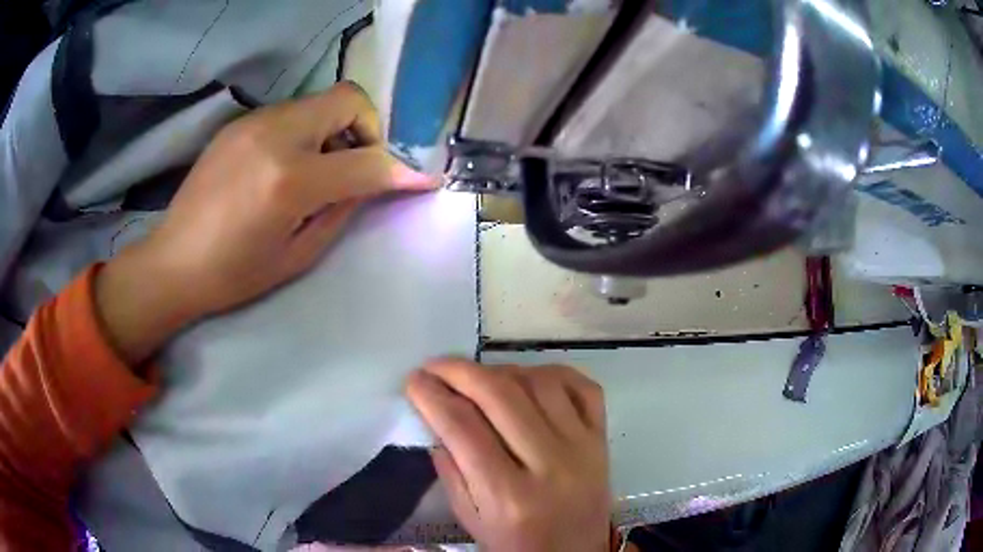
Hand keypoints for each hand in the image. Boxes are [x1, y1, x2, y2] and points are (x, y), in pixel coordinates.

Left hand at [95, 82, 435, 365]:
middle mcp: (274, 135)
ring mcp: (254, 122)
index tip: (425, 176)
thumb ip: (344, 208)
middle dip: (368, 129)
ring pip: (321, 102)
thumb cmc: (235, 274)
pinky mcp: (241, 122)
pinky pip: (293, 112)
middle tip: (358, 167)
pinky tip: (290, 165)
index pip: (366, 160)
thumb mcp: (298, 254)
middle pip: (348, 99)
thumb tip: (378, 180)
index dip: (403, 168)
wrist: (173, 262)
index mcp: (288, 180)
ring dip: (337, 130)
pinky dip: (309, 131)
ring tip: (321, 170)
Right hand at [406, 360, 611, 551]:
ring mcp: (583, 447)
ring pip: (540, 382)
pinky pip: (582, 386)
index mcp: (509, 496)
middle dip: (459, 371)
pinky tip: (528, 379)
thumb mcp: (471, 520)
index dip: (432, 396)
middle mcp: (550, 465)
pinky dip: (551, 373)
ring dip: (502, 370)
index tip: (413, 380)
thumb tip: (437, 418)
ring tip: (480, 378)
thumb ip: (451, 471)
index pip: (463, 428)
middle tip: (436, 367)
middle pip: (501, 396)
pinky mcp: (602, 439)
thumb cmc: (517, 546)